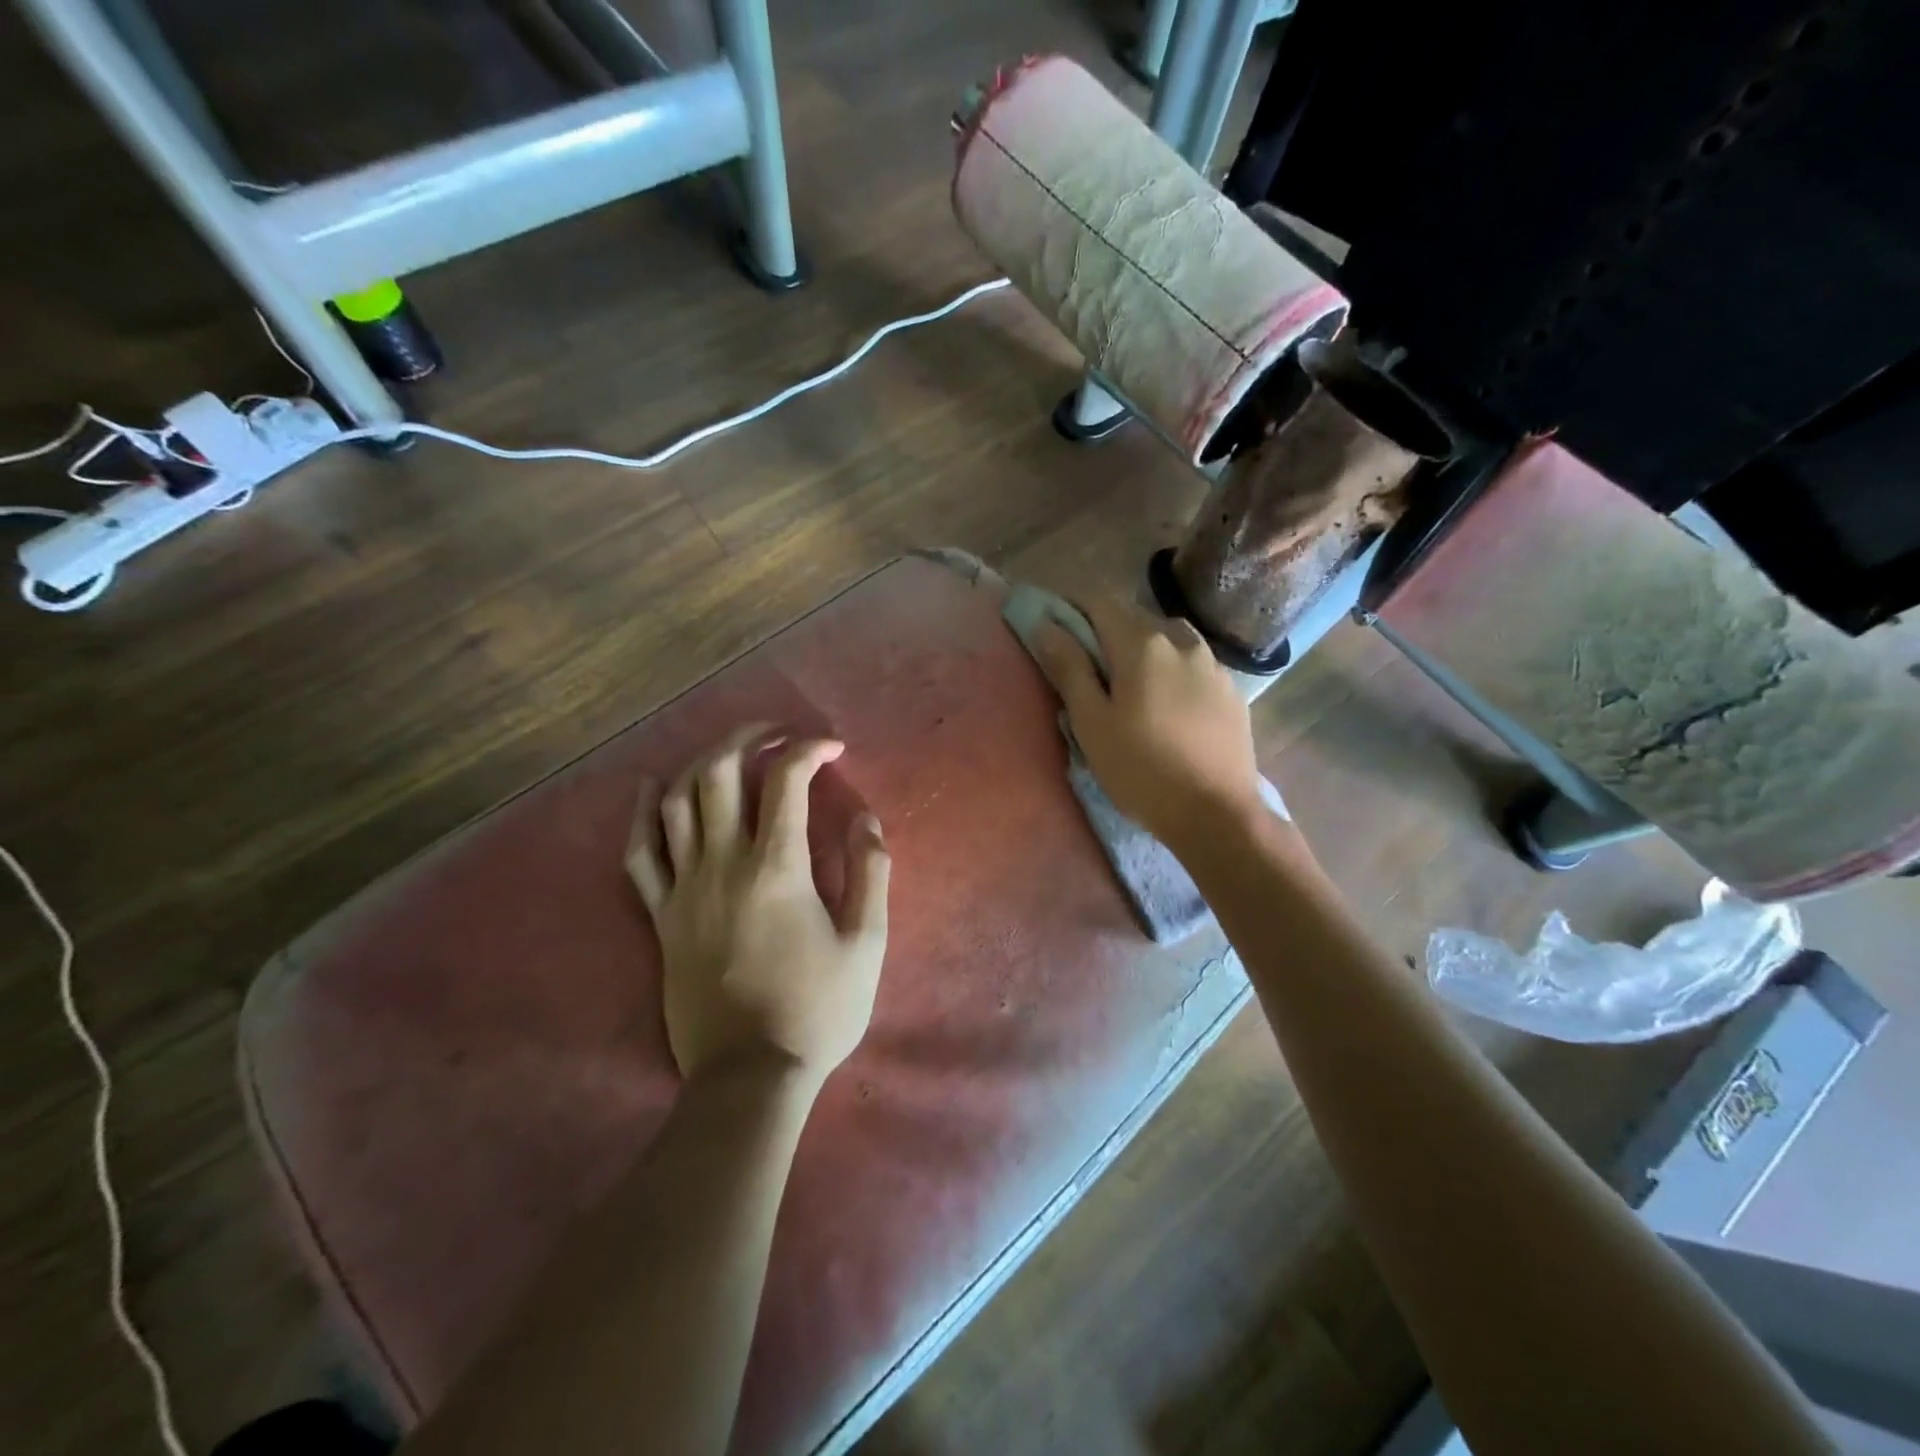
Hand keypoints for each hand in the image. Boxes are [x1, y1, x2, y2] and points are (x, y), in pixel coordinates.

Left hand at [626, 724, 890, 1089]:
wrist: (749, 1076)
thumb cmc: (816, 1010)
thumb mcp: (865, 943)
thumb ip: (870, 873)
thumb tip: (865, 819)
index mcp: (777, 868)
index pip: (786, 780)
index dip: (809, 750)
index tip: (833, 749)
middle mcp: (722, 864)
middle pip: (721, 773)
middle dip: (750, 738)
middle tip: (778, 735)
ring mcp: (684, 888)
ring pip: (677, 801)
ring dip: (703, 763)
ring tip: (730, 752)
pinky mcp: (661, 916)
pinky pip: (639, 853)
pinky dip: (642, 814)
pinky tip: (650, 787)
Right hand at [1032, 597, 1264, 851]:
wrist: (1217, 814)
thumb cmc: (1141, 770)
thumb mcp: (1092, 722)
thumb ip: (1069, 667)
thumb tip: (1045, 625)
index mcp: (1142, 643)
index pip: (1099, 600)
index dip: (1072, 607)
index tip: (1055, 629)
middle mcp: (1181, 640)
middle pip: (1134, 617)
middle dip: (1106, 631)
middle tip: (1089, 670)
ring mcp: (1213, 664)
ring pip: (1168, 638)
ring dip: (1143, 649)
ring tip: (1132, 687)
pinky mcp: (1231, 690)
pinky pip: (1193, 663)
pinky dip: (1171, 670)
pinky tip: (1168, 706)